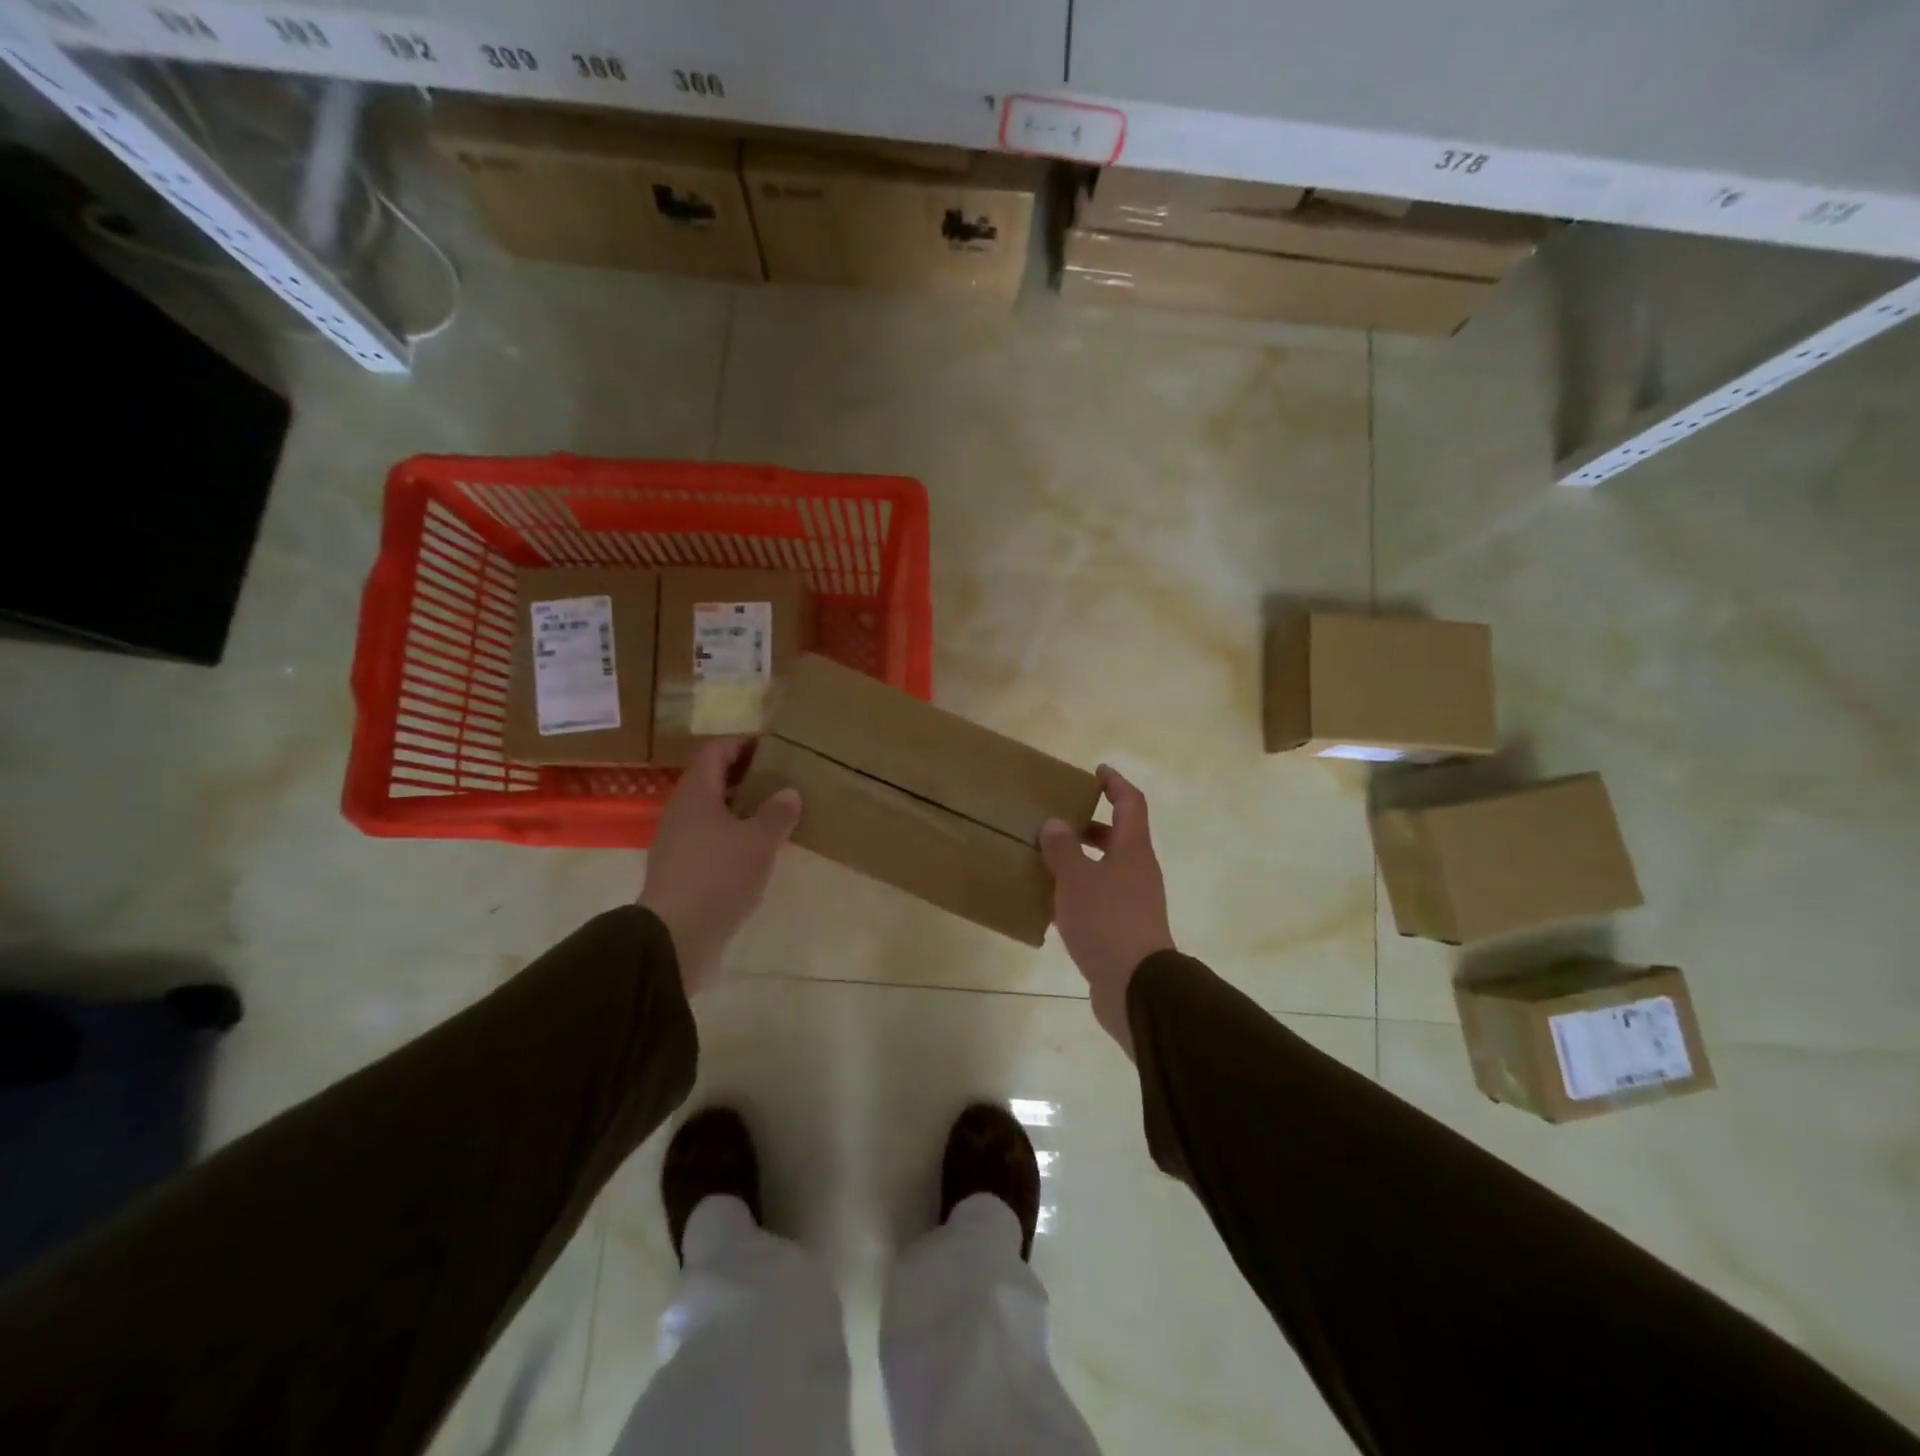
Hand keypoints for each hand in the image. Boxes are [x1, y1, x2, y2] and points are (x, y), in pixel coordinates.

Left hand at [639, 737, 801, 996]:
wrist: (675, 935)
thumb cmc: (718, 875)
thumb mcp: (759, 841)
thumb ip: (777, 813)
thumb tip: (789, 793)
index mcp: (696, 793)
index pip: (715, 751)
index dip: (743, 743)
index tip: (773, 747)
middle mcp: (681, 811)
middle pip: (711, 779)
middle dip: (745, 775)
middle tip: (780, 778)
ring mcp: (677, 841)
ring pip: (710, 810)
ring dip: (740, 806)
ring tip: (775, 812)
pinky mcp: (681, 869)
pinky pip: (709, 837)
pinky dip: (733, 833)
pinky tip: (757, 849)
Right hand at [1040, 765, 1174, 1056]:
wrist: (1136, 986)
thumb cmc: (1107, 921)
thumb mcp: (1077, 879)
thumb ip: (1063, 849)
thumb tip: (1055, 824)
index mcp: (1133, 851)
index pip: (1130, 804)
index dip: (1115, 784)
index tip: (1098, 771)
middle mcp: (1138, 872)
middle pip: (1120, 838)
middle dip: (1091, 826)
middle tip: (1060, 821)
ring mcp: (1135, 903)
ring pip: (1108, 870)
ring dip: (1083, 861)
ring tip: (1048, 861)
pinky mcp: (1125, 930)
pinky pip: (1101, 899)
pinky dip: (1080, 892)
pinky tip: (1053, 904)